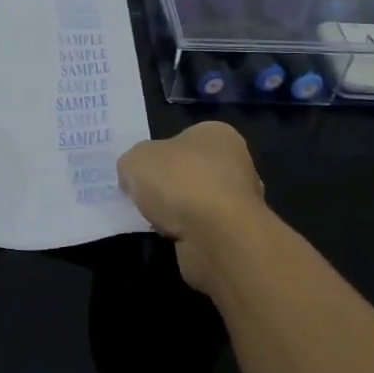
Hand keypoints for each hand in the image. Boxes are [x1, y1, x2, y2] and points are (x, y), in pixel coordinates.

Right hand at [116, 122, 267, 291]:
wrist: (217, 237)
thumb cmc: (179, 182)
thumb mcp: (135, 160)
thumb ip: (132, 164)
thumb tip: (133, 178)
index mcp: (217, 134)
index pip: (183, 138)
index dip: (159, 154)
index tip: (142, 171)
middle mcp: (236, 163)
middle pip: (191, 171)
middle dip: (170, 185)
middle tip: (144, 197)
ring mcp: (241, 201)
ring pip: (198, 202)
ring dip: (178, 212)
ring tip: (155, 220)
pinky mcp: (238, 235)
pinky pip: (204, 230)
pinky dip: (188, 234)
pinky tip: (172, 238)